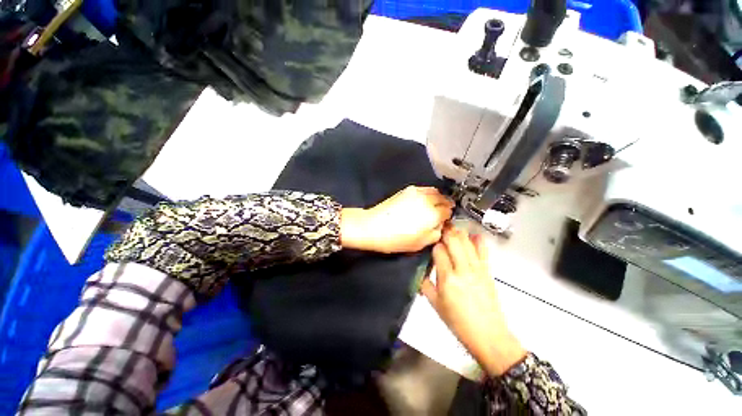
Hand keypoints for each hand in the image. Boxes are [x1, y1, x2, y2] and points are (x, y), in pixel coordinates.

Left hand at [341, 186, 453, 253]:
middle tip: (442, 213)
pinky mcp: (407, 190)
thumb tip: (440, 225)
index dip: (447, 217)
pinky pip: (424, 189)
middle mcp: (427, 200)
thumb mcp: (421, 244)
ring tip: (435, 205)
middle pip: (443, 199)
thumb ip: (436, 234)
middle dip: (445, 206)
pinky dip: (428, 193)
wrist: (373, 226)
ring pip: (435, 191)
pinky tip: (424, 200)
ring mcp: (417, 192)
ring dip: (438, 198)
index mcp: (433, 214)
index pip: (448, 211)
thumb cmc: (397, 239)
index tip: (444, 221)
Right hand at [420, 226, 526, 376]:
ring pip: (467, 242)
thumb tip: (420, 270)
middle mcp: (463, 270)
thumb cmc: (458, 322)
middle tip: (439, 226)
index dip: (433, 243)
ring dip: (458, 232)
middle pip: (454, 241)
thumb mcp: (435, 304)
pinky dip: (478, 240)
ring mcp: (477, 269)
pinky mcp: (487, 271)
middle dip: (445, 231)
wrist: (488, 335)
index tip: (430, 241)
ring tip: (451, 227)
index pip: (439, 250)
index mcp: (447, 278)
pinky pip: (483, 251)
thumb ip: (424, 284)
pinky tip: (473, 235)